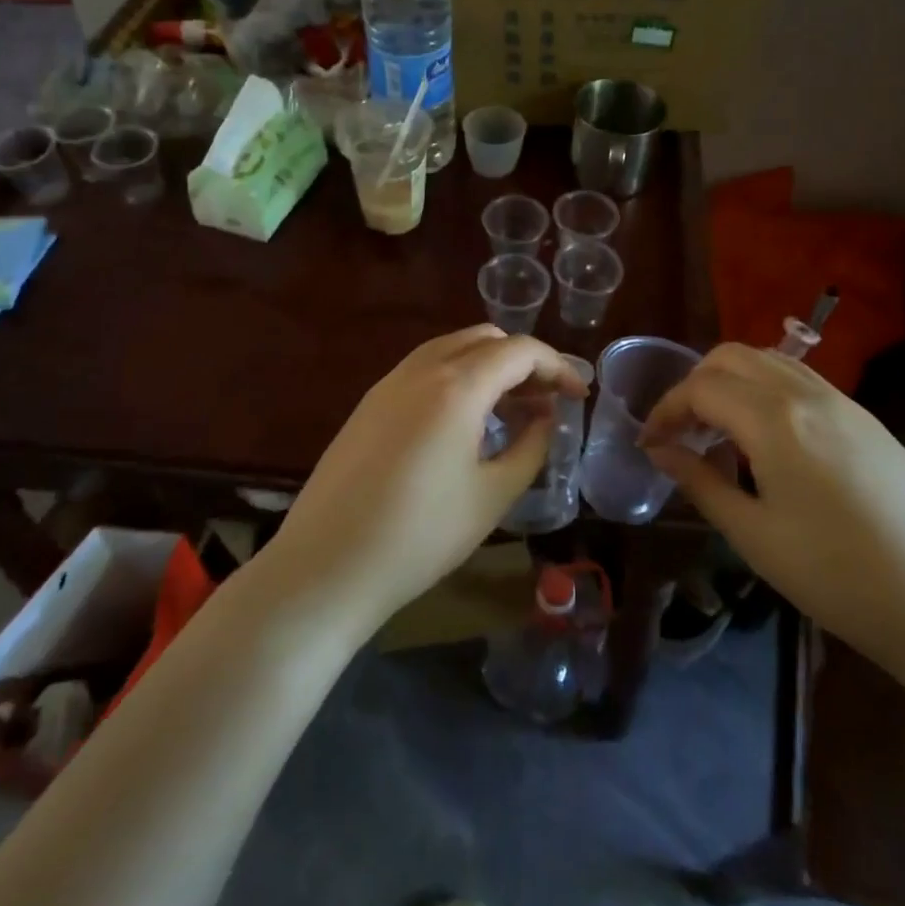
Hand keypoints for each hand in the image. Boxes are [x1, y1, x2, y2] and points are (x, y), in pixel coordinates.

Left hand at [265, 326, 587, 631]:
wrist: (326, 566)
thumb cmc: (420, 536)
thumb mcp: (492, 496)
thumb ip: (531, 447)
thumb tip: (546, 417)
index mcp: (457, 386)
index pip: (520, 350)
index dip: (557, 367)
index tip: (578, 396)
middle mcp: (422, 368)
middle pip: (485, 339)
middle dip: (523, 361)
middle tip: (545, 400)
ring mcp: (389, 382)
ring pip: (452, 349)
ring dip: (489, 366)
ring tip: (511, 410)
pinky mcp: (370, 402)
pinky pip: (425, 368)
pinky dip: (457, 377)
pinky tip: (465, 421)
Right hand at [641, 344, 904, 672]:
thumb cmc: (837, 577)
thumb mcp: (754, 536)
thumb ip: (700, 482)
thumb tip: (660, 452)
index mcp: (775, 420)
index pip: (701, 388)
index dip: (666, 410)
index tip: (650, 443)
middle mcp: (806, 394)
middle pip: (731, 356)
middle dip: (694, 384)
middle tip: (682, 431)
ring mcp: (842, 401)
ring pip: (768, 360)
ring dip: (731, 381)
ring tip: (719, 431)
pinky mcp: (865, 418)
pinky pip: (800, 379)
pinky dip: (765, 389)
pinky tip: (767, 438)